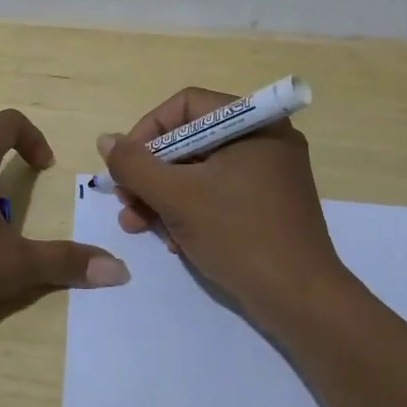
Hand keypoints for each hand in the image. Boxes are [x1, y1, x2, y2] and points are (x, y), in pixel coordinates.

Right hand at [99, 87, 346, 322]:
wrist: (301, 300)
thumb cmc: (239, 235)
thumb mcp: (177, 197)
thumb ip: (135, 165)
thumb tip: (106, 140)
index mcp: (252, 124)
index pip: (185, 106)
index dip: (147, 131)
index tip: (125, 165)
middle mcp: (264, 140)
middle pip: (190, 140)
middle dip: (151, 173)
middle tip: (127, 202)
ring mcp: (269, 175)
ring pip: (200, 171)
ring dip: (163, 197)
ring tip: (138, 226)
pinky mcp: (268, 205)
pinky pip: (218, 194)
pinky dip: (190, 211)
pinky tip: (174, 242)